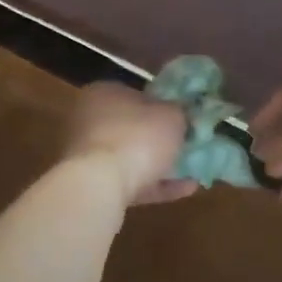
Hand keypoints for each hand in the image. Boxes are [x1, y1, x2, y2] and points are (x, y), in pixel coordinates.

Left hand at [62, 82, 197, 205]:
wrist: (102, 184)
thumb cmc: (137, 137)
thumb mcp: (171, 116)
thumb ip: (178, 112)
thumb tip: (179, 114)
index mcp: (104, 93)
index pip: (136, 94)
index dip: (162, 105)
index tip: (183, 118)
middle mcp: (90, 120)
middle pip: (132, 128)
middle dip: (160, 139)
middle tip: (189, 145)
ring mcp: (89, 155)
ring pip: (131, 158)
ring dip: (161, 166)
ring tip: (193, 171)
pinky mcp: (94, 185)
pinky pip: (131, 182)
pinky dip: (156, 186)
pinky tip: (186, 189)